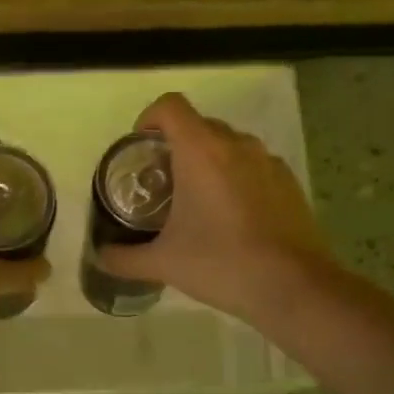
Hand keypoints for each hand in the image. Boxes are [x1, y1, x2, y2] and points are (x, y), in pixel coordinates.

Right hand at [97, 92, 334, 324]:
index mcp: (201, 151)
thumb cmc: (221, 264)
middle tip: (161, 184)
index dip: (149, 119)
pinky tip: (231, 220)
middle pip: (198, 125)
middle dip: (175, 146)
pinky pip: (253, 166)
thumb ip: (124, 257)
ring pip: (228, 146)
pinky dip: (235, 179)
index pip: (170, 106)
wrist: (293, 287)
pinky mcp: (289, 183)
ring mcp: (268, 161)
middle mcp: (237, 145)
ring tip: (195, 202)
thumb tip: (100, 256)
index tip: (141, 150)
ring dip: (207, 162)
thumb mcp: (163, 263)